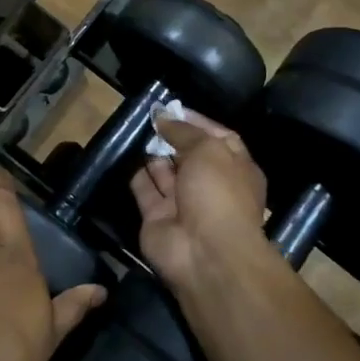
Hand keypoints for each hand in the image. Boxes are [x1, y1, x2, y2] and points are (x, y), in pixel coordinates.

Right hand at [131, 113, 269, 290]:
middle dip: (171, 136)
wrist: (204, 253)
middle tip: (148, 117)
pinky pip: (145, 189)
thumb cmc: (218, 194)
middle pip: (188, 155)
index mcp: (236, 168)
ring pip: (165, 172)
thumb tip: (163, 117)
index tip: (171, 107)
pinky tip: (124, 153)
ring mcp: (182, 203)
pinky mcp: (156, 217)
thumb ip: (184, 132)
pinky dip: (136, 173)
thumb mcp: (209, 150)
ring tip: (135, 129)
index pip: (218, 137)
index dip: (195, 121)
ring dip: (152, 153)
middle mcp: (210, 185)